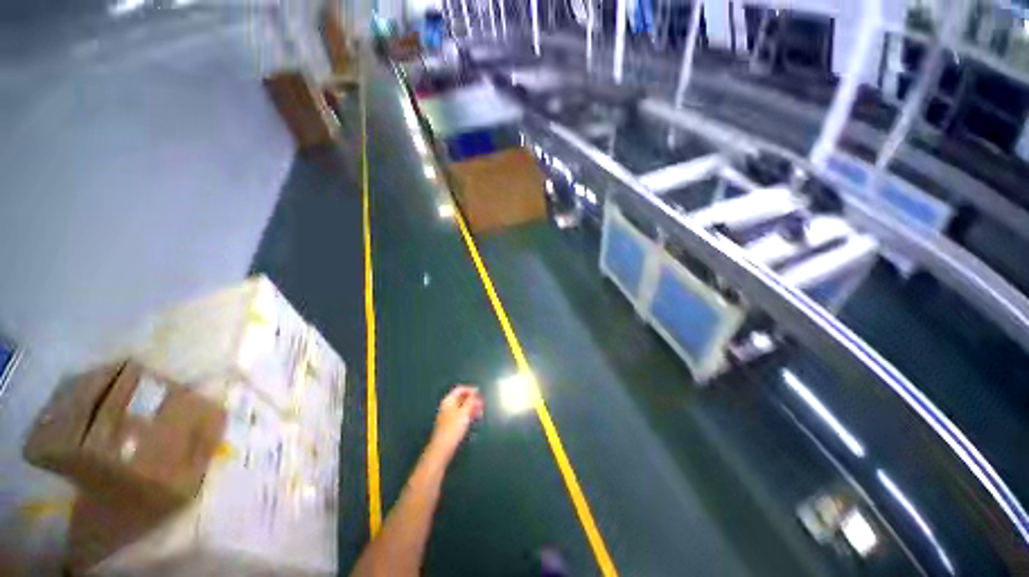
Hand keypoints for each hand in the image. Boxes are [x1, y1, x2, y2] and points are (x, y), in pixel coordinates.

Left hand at [429, 385, 484, 459]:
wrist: (442, 448)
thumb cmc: (453, 428)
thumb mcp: (464, 412)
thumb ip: (470, 401)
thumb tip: (475, 391)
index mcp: (449, 400)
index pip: (460, 389)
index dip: (470, 389)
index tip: (480, 393)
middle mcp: (448, 406)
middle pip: (461, 398)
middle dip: (472, 400)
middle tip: (482, 404)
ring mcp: (448, 415)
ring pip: (462, 407)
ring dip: (472, 408)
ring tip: (481, 412)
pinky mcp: (451, 424)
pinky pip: (461, 415)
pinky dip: (468, 415)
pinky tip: (475, 419)